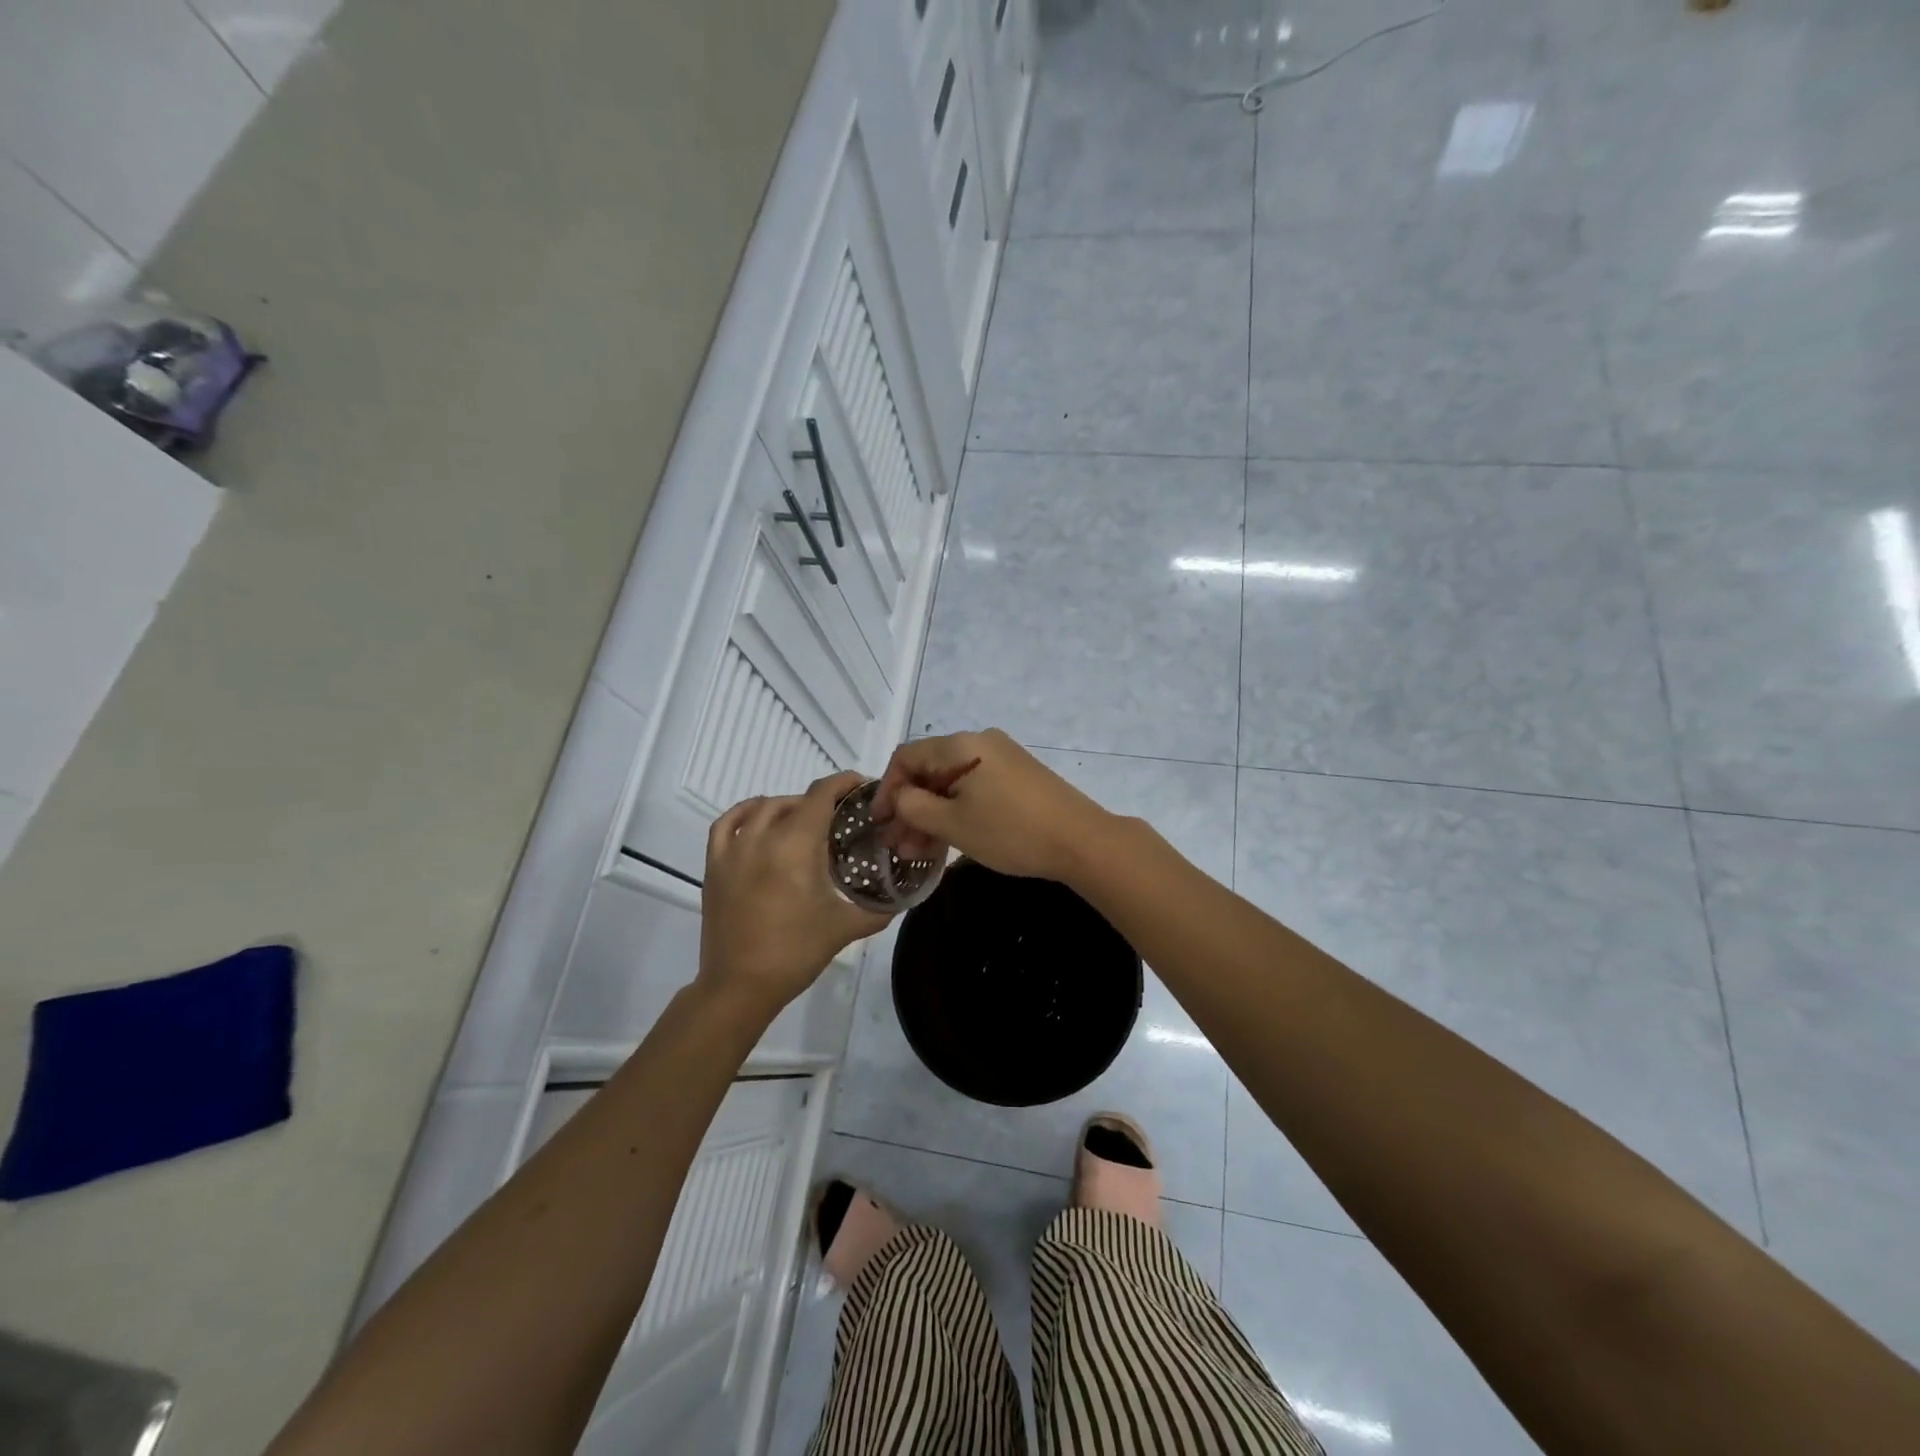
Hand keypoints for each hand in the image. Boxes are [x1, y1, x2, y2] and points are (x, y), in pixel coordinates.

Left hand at [699, 772, 889, 1016]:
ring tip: (805, 821)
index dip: (844, 783)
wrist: (739, 986)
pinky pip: (727, 824)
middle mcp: (763, 837)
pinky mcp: (714, 866)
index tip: (863, 786)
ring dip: (788, 806)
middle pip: (796, 800)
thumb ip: (878, 910)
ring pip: (763, 808)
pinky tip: (758, 820)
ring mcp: (734, 849)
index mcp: (796, 845)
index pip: (822, 794)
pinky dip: (745, 813)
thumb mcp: (845, 928)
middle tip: (842, 818)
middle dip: (822, 801)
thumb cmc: (795, 953)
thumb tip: (901, 901)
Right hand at [869, 729, 1115, 882]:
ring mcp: (1001, 758)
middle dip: (909, 809)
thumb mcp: (953, 823)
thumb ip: (914, 807)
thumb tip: (898, 798)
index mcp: (961, 745)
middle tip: (897, 846)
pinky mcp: (1017, 776)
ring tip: (918, 853)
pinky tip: (947, 841)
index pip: (907, 757)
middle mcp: (980, 743)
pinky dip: (956, 811)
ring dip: (931, 815)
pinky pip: (974, 788)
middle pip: (930, 770)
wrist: (1080, 841)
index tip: (879, 824)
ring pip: (951, 783)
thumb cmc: (1011, 831)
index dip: (886, 789)